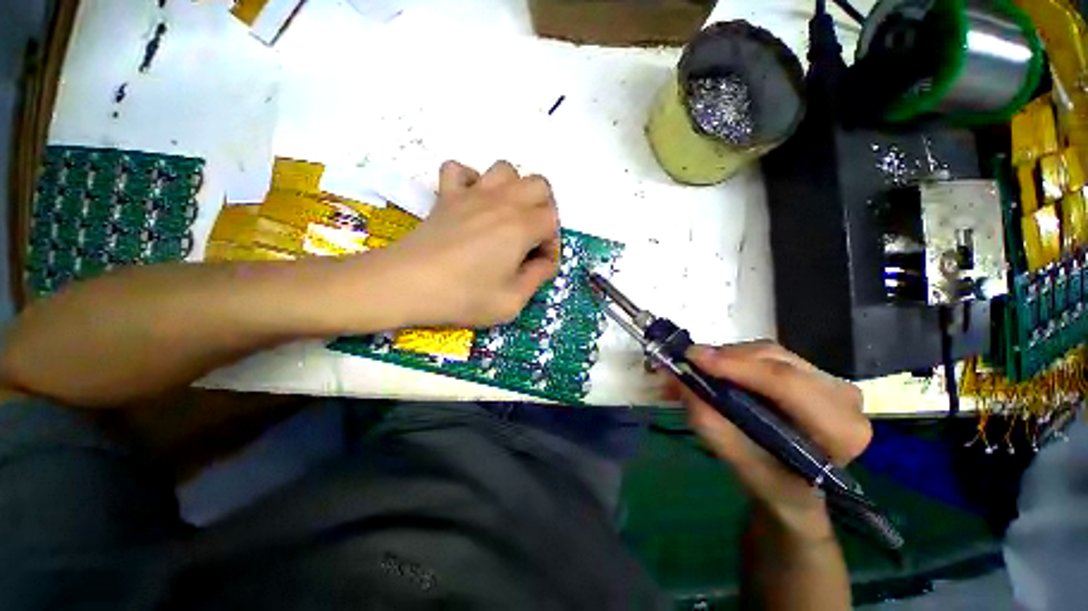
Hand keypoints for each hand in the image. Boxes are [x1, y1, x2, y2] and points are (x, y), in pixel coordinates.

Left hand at [380, 160, 560, 327]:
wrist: (406, 285)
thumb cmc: (463, 296)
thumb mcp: (511, 302)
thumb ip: (537, 278)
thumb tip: (545, 262)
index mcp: (521, 227)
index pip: (552, 222)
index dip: (552, 245)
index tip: (540, 265)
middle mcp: (502, 202)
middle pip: (539, 185)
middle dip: (544, 210)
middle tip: (531, 237)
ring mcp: (471, 194)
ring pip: (505, 169)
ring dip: (514, 190)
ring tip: (506, 217)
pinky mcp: (446, 196)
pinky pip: (459, 169)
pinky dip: (470, 180)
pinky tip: (471, 203)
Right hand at [668, 341, 870, 535]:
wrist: (800, 489)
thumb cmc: (776, 486)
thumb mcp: (742, 465)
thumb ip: (712, 426)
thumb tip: (680, 383)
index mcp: (839, 429)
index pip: (786, 384)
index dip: (735, 366)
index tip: (692, 358)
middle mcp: (843, 397)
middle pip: (775, 360)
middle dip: (724, 359)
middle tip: (686, 364)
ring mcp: (830, 380)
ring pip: (767, 352)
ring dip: (726, 357)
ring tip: (696, 368)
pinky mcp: (812, 372)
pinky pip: (766, 355)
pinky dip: (734, 359)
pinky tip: (715, 369)